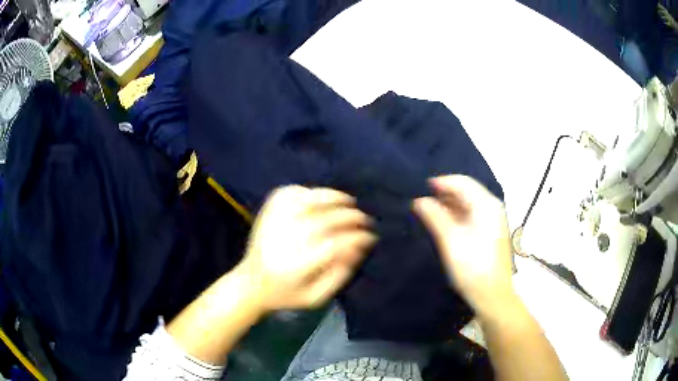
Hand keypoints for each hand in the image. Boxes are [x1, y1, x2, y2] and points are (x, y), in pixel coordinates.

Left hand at [237, 186, 376, 313]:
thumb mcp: (315, 298)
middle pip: (323, 221)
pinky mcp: (267, 212)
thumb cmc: (286, 294)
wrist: (250, 283)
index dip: (354, 239)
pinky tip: (320, 197)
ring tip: (348, 201)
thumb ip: (338, 276)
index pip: (332, 246)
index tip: (370, 237)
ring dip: (331, 197)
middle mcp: (282, 241)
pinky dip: (307, 191)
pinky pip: (289, 194)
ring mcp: (272, 223)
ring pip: (306, 201)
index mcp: (294, 267)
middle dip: (349, 218)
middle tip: (365, 220)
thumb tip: (358, 248)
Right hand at [413, 175, 515, 319]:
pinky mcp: (491, 233)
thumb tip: (419, 200)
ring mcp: (493, 220)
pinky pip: (472, 216)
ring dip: (449, 205)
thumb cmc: (472, 267)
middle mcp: (492, 208)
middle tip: (422, 202)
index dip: (441, 183)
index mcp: (486, 205)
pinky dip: (457, 216)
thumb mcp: (450, 240)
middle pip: (466, 191)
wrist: (492, 295)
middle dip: (444, 194)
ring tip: (429, 212)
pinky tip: (444, 224)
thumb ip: (434, 217)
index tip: (420, 188)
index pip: (462, 182)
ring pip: (468, 204)